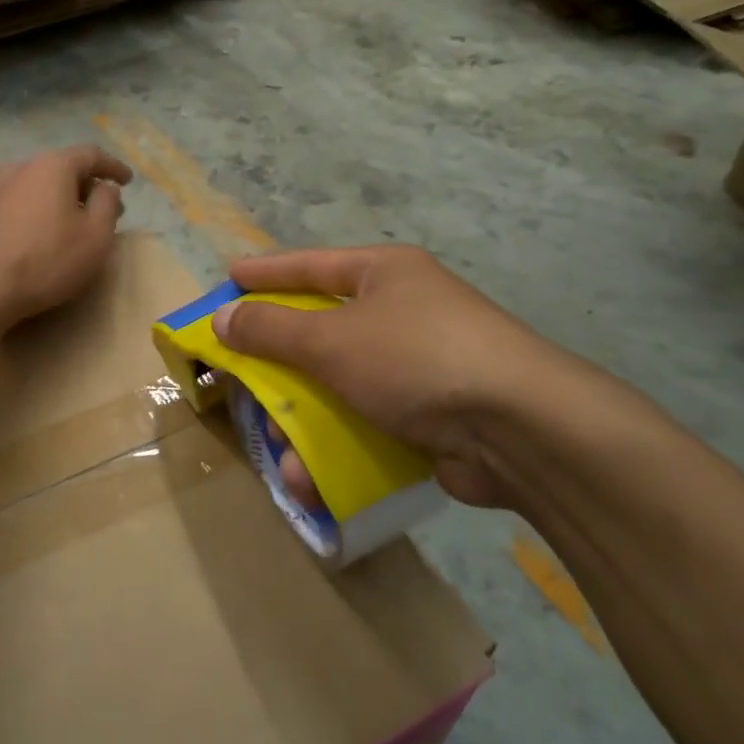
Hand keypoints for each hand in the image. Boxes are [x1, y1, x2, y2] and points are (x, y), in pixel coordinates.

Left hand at [0, 145, 132, 328]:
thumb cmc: (48, 260)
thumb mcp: (96, 235)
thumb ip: (107, 204)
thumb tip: (105, 187)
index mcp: (52, 166)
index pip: (91, 155)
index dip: (113, 167)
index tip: (128, 181)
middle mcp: (21, 168)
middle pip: (62, 168)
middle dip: (87, 186)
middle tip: (106, 208)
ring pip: (38, 186)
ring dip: (60, 199)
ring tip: (74, 223)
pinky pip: (19, 204)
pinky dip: (38, 212)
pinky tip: (43, 235)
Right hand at [214, 246, 587, 508]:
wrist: (519, 429)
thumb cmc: (415, 359)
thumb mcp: (331, 340)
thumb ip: (272, 330)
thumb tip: (223, 318)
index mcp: (383, 274)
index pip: (310, 265)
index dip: (266, 273)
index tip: (228, 278)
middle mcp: (400, 312)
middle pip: (320, 331)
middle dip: (277, 363)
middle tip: (238, 376)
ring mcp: (416, 366)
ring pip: (337, 387)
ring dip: (302, 421)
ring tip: (278, 451)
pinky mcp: (427, 416)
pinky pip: (363, 422)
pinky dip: (336, 446)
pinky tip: (311, 477)